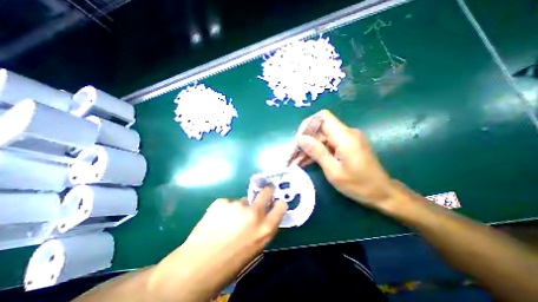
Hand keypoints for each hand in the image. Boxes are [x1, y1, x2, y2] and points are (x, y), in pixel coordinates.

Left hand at [149, 187, 287, 300]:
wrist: (195, 268)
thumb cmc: (229, 265)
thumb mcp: (255, 249)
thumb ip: (263, 229)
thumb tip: (264, 215)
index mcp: (265, 229)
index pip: (281, 206)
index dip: (277, 204)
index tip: (273, 203)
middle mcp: (254, 213)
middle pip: (266, 191)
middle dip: (266, 191)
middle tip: (262, 195)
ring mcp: (237, 205)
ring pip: (243, 200)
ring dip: (240, 208)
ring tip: (227, 222)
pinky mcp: (221, 201)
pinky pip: (229, 203)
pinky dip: (226, 210)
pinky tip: (216, 221)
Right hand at [294, 110, 393, 207]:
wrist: (382, 193)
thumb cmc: (359, 185)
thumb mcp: (333, 171)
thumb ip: (317, 152)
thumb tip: (300, 138)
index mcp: (345, 137)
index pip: (322, 117)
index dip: (307, 125)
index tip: (298, 141)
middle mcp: (346, 133)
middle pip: (319, 129)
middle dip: (304, 141)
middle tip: (292, 156)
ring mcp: (347, 139)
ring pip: (321, 137)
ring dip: (308, 148)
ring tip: (296, 161)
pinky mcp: (346, 146)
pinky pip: (327, 144)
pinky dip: (316, 152)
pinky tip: (306, 161)